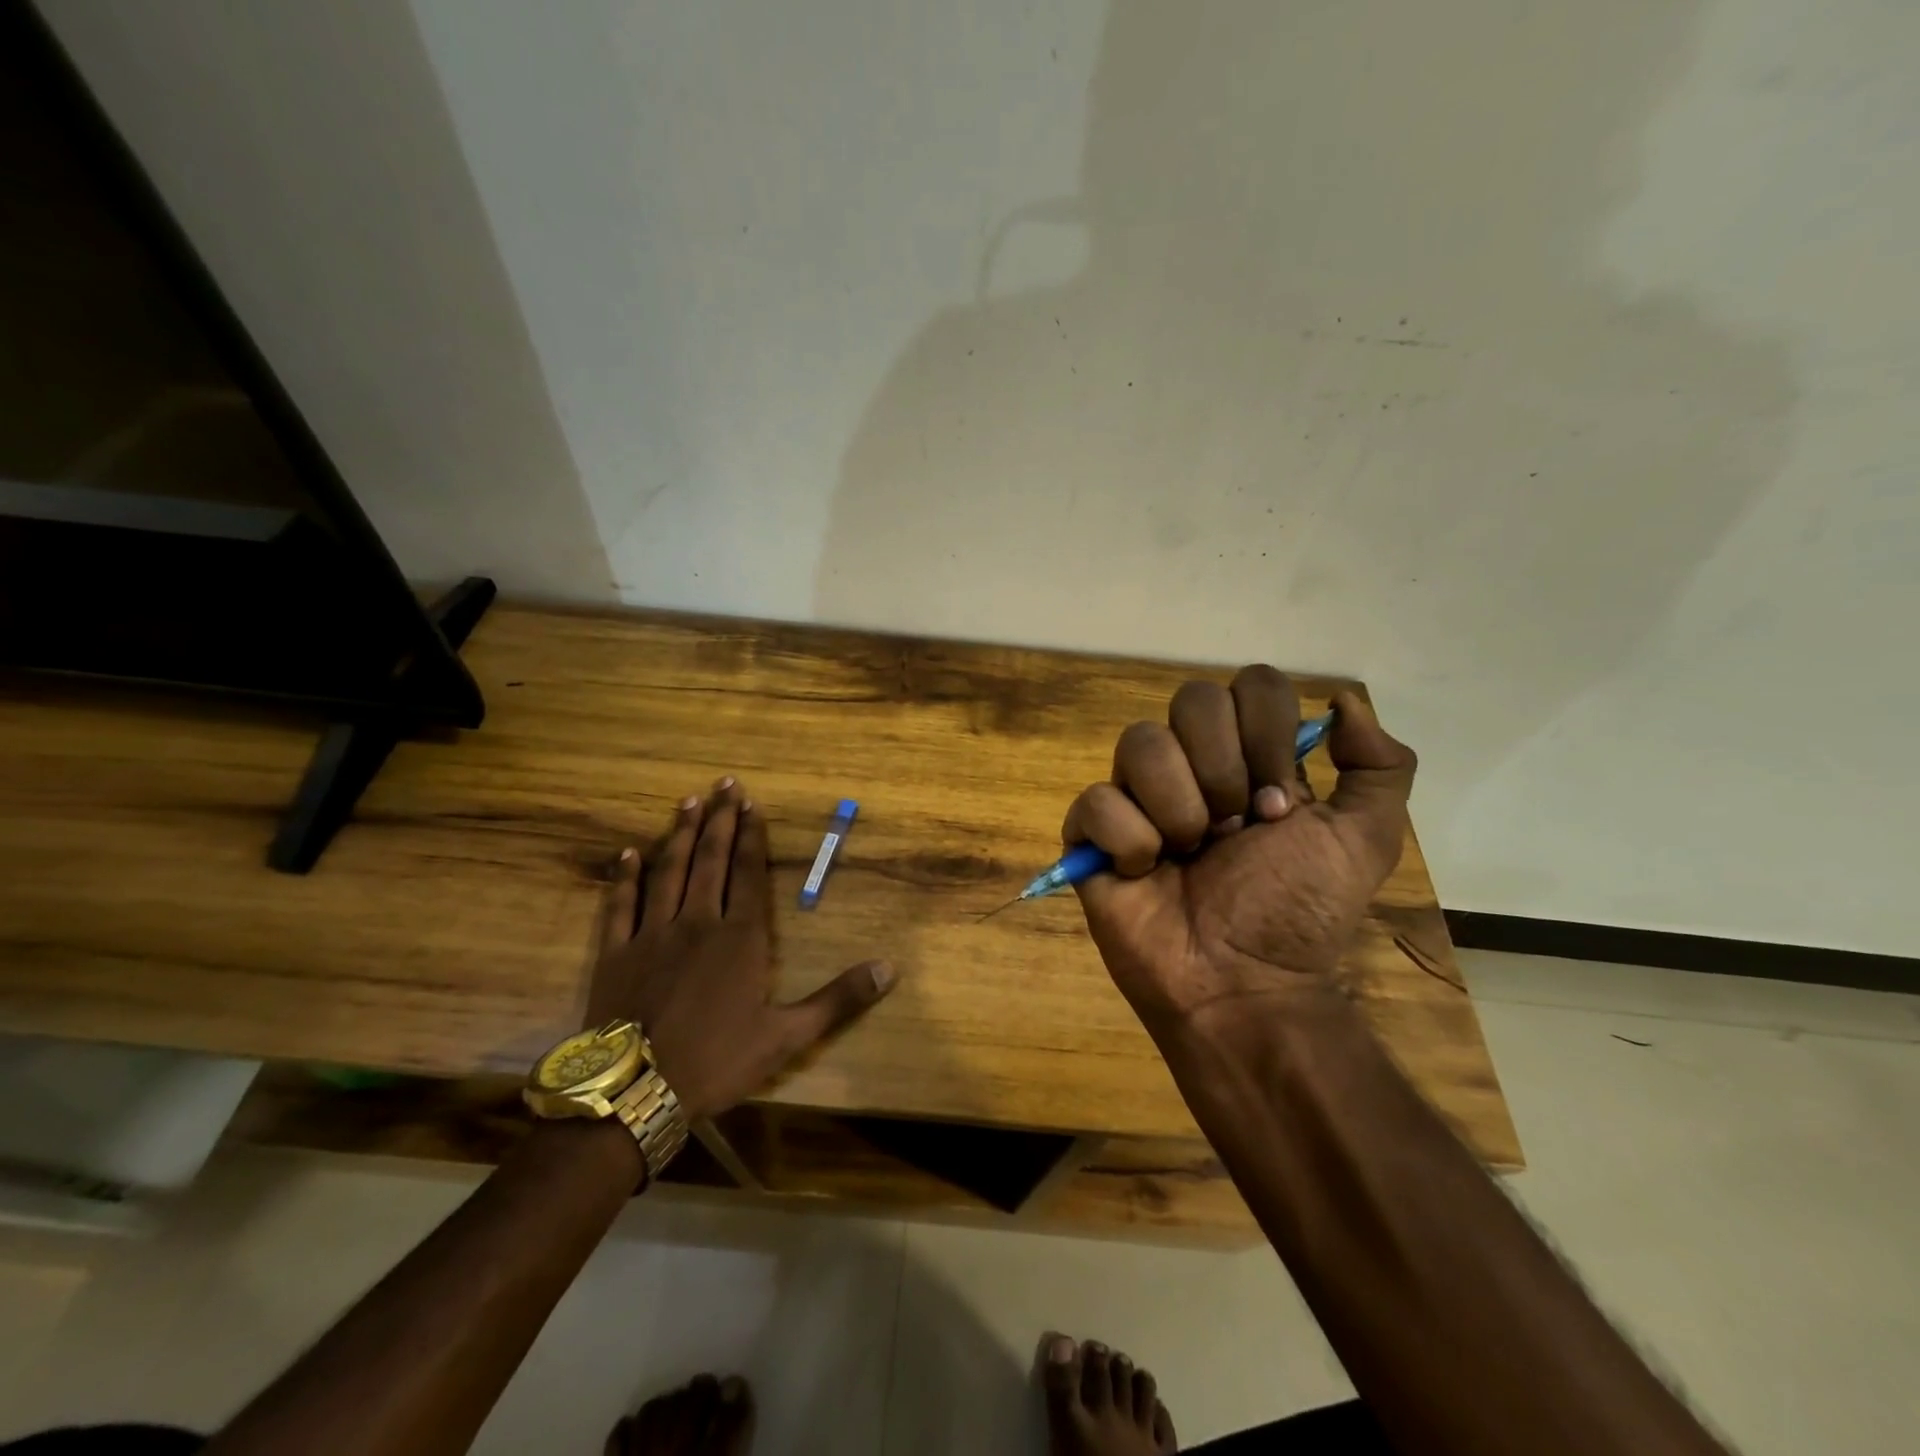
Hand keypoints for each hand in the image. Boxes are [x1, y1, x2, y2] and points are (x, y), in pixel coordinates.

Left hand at [590, 778, 894, 1119]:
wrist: (635, 1094)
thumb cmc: (717, 1061)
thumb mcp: (788, 1036)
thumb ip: (838, 999)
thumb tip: (889, 969)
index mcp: (740, 938)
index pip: (748, 873)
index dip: (750, 836)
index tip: (751, 804)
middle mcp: (697, 922)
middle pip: (710, 861)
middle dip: (719, 820)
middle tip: (723, 784)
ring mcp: (652, 934)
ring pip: (668, 871)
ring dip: (679, 835)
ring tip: (687, 802)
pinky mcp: (615, 953)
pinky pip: (620, 905)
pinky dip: (625, 877)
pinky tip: (628, 852)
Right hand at [1062, 667, 1414, 1034]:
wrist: (1243, 987)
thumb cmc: (1297, 915)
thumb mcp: (1363, 841)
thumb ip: (1379, 766)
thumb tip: (1342, 699)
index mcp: (1248, 757)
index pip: (1250, 685)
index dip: (1266, 733)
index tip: (1280, 802)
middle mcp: (1190, 764)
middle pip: (1191, 700)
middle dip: (1223, 771)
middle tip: (1235, 831)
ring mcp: (1136, 796)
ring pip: (1139, 743)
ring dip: (1179, 809)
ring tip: (1189, 856)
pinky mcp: (1091, 834)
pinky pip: (1096, 801)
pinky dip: (1129, 841)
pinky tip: (1144, 873)